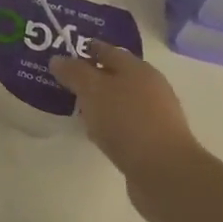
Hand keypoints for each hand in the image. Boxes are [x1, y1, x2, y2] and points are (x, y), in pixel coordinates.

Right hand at [50, 42, 205, 221]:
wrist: (164, 172)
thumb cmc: (126, 121)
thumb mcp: (93, 90)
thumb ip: (74, 72)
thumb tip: (58, 59)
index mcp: (137, 68)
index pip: (107, 50)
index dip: (85, 49)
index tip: (62, 54)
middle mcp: (150, 87)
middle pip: (115, 75)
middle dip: (91, 77)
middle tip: (64, 83)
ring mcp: (154, 115)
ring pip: (119, 101)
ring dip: (100, 103)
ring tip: (76, 109)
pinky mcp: (153, 140)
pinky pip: (124, 124)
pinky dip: (108, 124)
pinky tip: (95, 134)